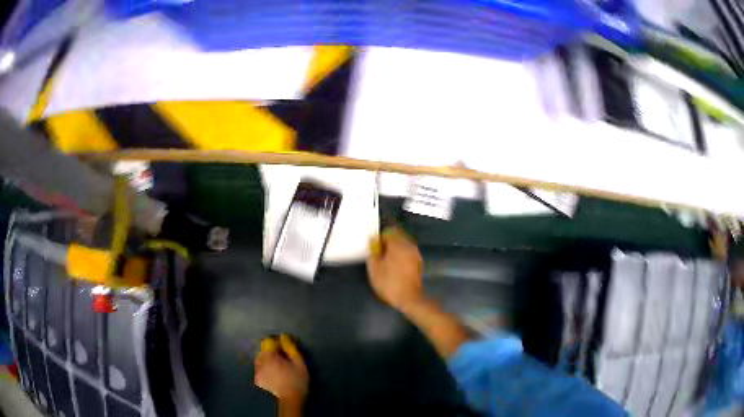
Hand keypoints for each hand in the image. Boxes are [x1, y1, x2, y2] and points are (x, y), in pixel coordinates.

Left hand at [254, 335, 308, 409]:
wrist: (291, 399)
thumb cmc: (297, 380)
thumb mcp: (299, 362)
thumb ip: (290, 348)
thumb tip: (283, 336)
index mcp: (270, 357)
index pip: (268, 342)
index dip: (277, 344)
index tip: (285, 351)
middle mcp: (260, 362)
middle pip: (263, 350)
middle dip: (272, 352)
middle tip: (283, 360)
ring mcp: (257, 371)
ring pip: (260, 359)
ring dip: (267, 360)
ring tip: (278, 368)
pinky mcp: (257, 379)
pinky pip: (260, 368)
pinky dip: (265, 369)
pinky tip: (274, 375)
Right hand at [366, 227, 423, 310]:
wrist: (409, 298)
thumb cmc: (389, 283)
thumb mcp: (374, 268)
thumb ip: (373, 252)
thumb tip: (373, 241)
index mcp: (398, 244)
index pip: (388, 233)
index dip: (379, 239)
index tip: (374, 249)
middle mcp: (409, 245)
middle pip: (397, 237)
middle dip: (388, 243)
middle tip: (380, 254)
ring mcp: (416, 254)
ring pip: (404, 245)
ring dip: (395, 249)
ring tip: (387, 261)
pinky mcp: (419, 263)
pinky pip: (408, 253)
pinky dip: (402, 255)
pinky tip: (396, 266)